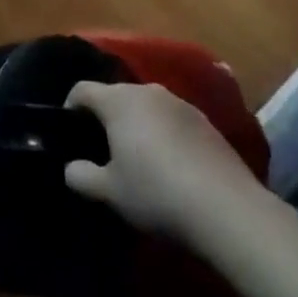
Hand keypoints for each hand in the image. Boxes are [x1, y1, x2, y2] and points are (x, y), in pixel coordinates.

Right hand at [62, 81, 272, 251]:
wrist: (227, 207)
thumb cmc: (156, 192)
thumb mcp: (110, 192)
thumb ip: (82, 176)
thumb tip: (70, 168)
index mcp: (118, 100)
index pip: (82, 89)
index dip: (71, 106)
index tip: (70, 130)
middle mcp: (147, 91)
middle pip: (116, 95)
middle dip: (106, 116)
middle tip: (103, 148)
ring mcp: (179, 102)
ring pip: (146, 106)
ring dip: (137, 123)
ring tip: (139, 156)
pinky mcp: (205, 120)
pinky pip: (172, 119)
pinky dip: (164, 133)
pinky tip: (172, 164)